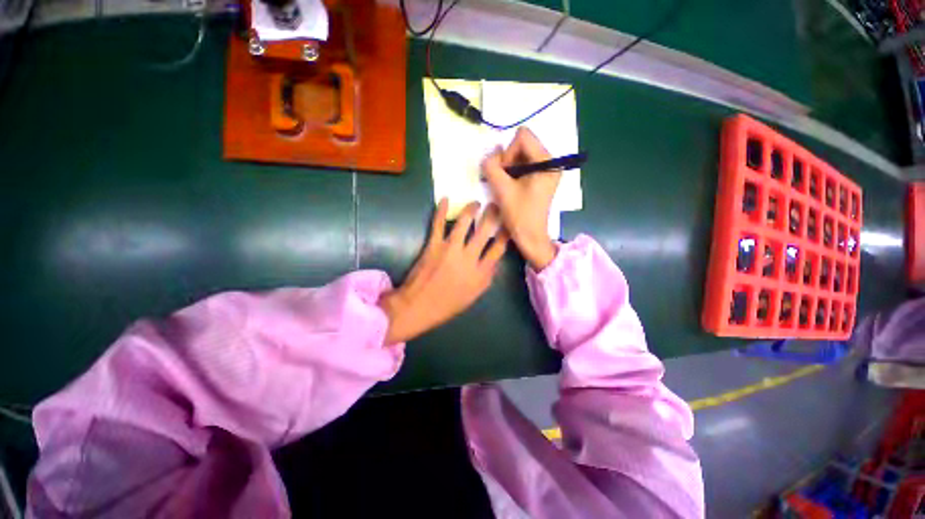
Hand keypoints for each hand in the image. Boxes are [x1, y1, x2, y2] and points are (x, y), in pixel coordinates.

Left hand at [378, 198, 508, 344]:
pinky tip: (445, 199)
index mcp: (480, 273)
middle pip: (484, 231)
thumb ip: (487, 277)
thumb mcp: (474, 296)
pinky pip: (438, 224)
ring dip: (471, 209)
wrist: (419, 306)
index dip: (505, 234)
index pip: (498, 248)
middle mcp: (468, 258)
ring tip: (476, 203)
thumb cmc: (447, 304)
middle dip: (492, 215)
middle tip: (496, 204)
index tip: (508, 223)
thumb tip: (494, 261)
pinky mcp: (433, 245)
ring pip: (464, 223)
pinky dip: (441, 210)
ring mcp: (450, 249)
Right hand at [481, 127, 559, 270]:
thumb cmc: (520, 215)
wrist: (531, 237)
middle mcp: (550, 161)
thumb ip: (491, 166)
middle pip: (522, 144)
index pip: (522, 136)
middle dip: (508, 161)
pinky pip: (523, 165)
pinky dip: (513, 173)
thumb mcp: (502, 189)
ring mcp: (546, 170)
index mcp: (546, 161)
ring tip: (505, 186)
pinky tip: (510, 187)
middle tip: (503, 182)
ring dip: (508, 168)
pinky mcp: (541, 178)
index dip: (508, 153)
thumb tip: (490, 154)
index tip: (505, 174)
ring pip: (520, 155)